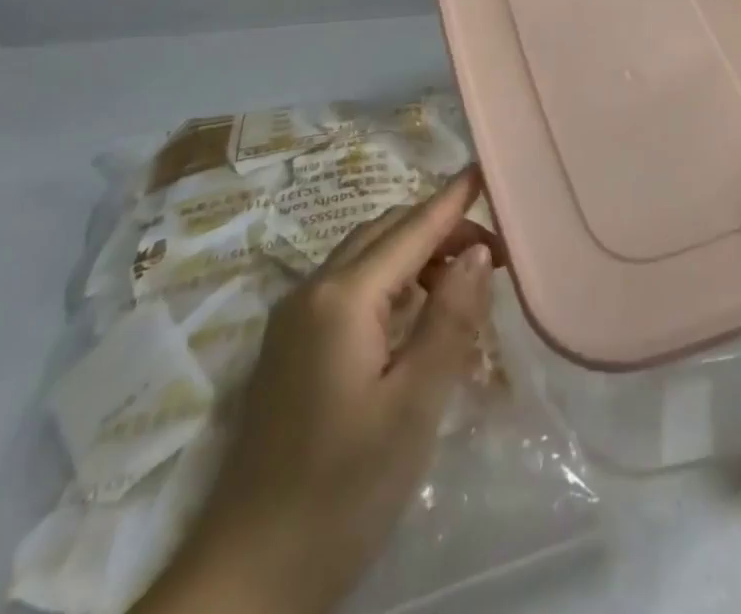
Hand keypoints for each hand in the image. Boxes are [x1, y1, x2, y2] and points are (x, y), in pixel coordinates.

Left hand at [141, 171, 501, 613]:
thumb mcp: (413, 407)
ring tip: (463, 281)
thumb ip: (449, 320)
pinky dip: (391, 281)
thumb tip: (478, 252)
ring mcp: (293, 319)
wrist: (246, 579)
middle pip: (385, 232)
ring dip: (415, 253)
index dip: (451, 199)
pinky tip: (415, 315)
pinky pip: (349, 287)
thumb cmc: (342, 491)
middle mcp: (312, 291)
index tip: (484, 168)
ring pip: (365, 257)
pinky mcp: (289, 349)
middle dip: (439, 228)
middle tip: (494, 251)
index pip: (410, 229)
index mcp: (342, 298)